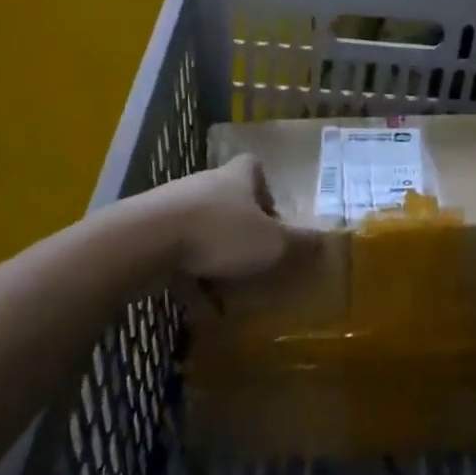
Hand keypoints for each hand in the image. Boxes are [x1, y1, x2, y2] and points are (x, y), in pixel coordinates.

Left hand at [136, 154, 319, 283]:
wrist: (145, 241)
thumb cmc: (219, 233)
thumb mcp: (271, 243)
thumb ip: (300, 244)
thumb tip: (329, 240)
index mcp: (236, 178)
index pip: (253, 167)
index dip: (265, 188)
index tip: (272, 216)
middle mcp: (204, 184)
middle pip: (227, 200)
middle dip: (241, 230)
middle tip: (255, 259)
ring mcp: (172, 206)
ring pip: (201, 229)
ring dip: (214, 256)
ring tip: (228, 291)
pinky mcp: (147, 231)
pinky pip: (175, 253)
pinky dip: (188, 277)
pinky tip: (198, 307)